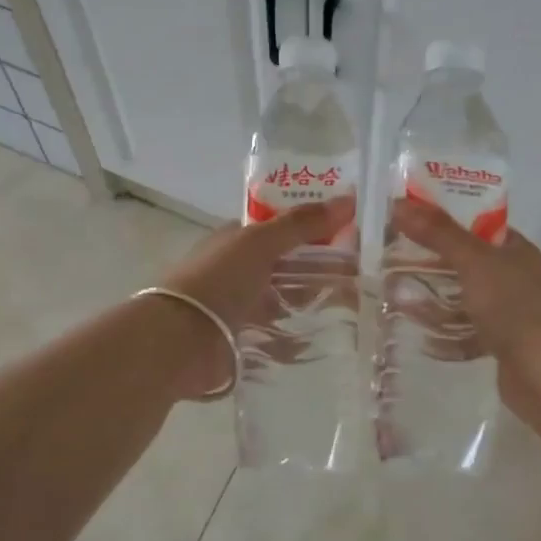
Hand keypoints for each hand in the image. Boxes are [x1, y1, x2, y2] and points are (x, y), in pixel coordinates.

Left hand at [155, 197, 355, 399]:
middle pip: (284, 266)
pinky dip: (298, 339)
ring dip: (310, 304)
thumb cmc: (218, 280)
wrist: (180, 339)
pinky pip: (277, 337)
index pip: (278, 229)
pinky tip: (326, 339)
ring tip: (351, 308)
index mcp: (235, 241)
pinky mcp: (241, 341)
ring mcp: (237, 308)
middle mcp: (235, 271)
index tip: (348, 235)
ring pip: (282, 302)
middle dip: (316, 269)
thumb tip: (348, 199)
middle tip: (359, 275)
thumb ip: (301, 224)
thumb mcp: (261, 243)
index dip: (311, 228)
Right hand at [390, 199, 540, 421]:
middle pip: (470, 264)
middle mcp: (518, 279)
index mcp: (518, 252)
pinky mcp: (505, 347)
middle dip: (435, 263)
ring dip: (437, 301)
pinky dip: (447, 336)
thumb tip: (399, 203)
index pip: (479, 226)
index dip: (447, 221)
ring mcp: (513, 315)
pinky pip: (470, 335)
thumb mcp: (473, 261)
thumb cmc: (514, 307)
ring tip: (399, 298)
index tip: (411, 222)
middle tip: (395, 261)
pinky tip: (421, 338)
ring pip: (468, 300)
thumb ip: (438, 233)